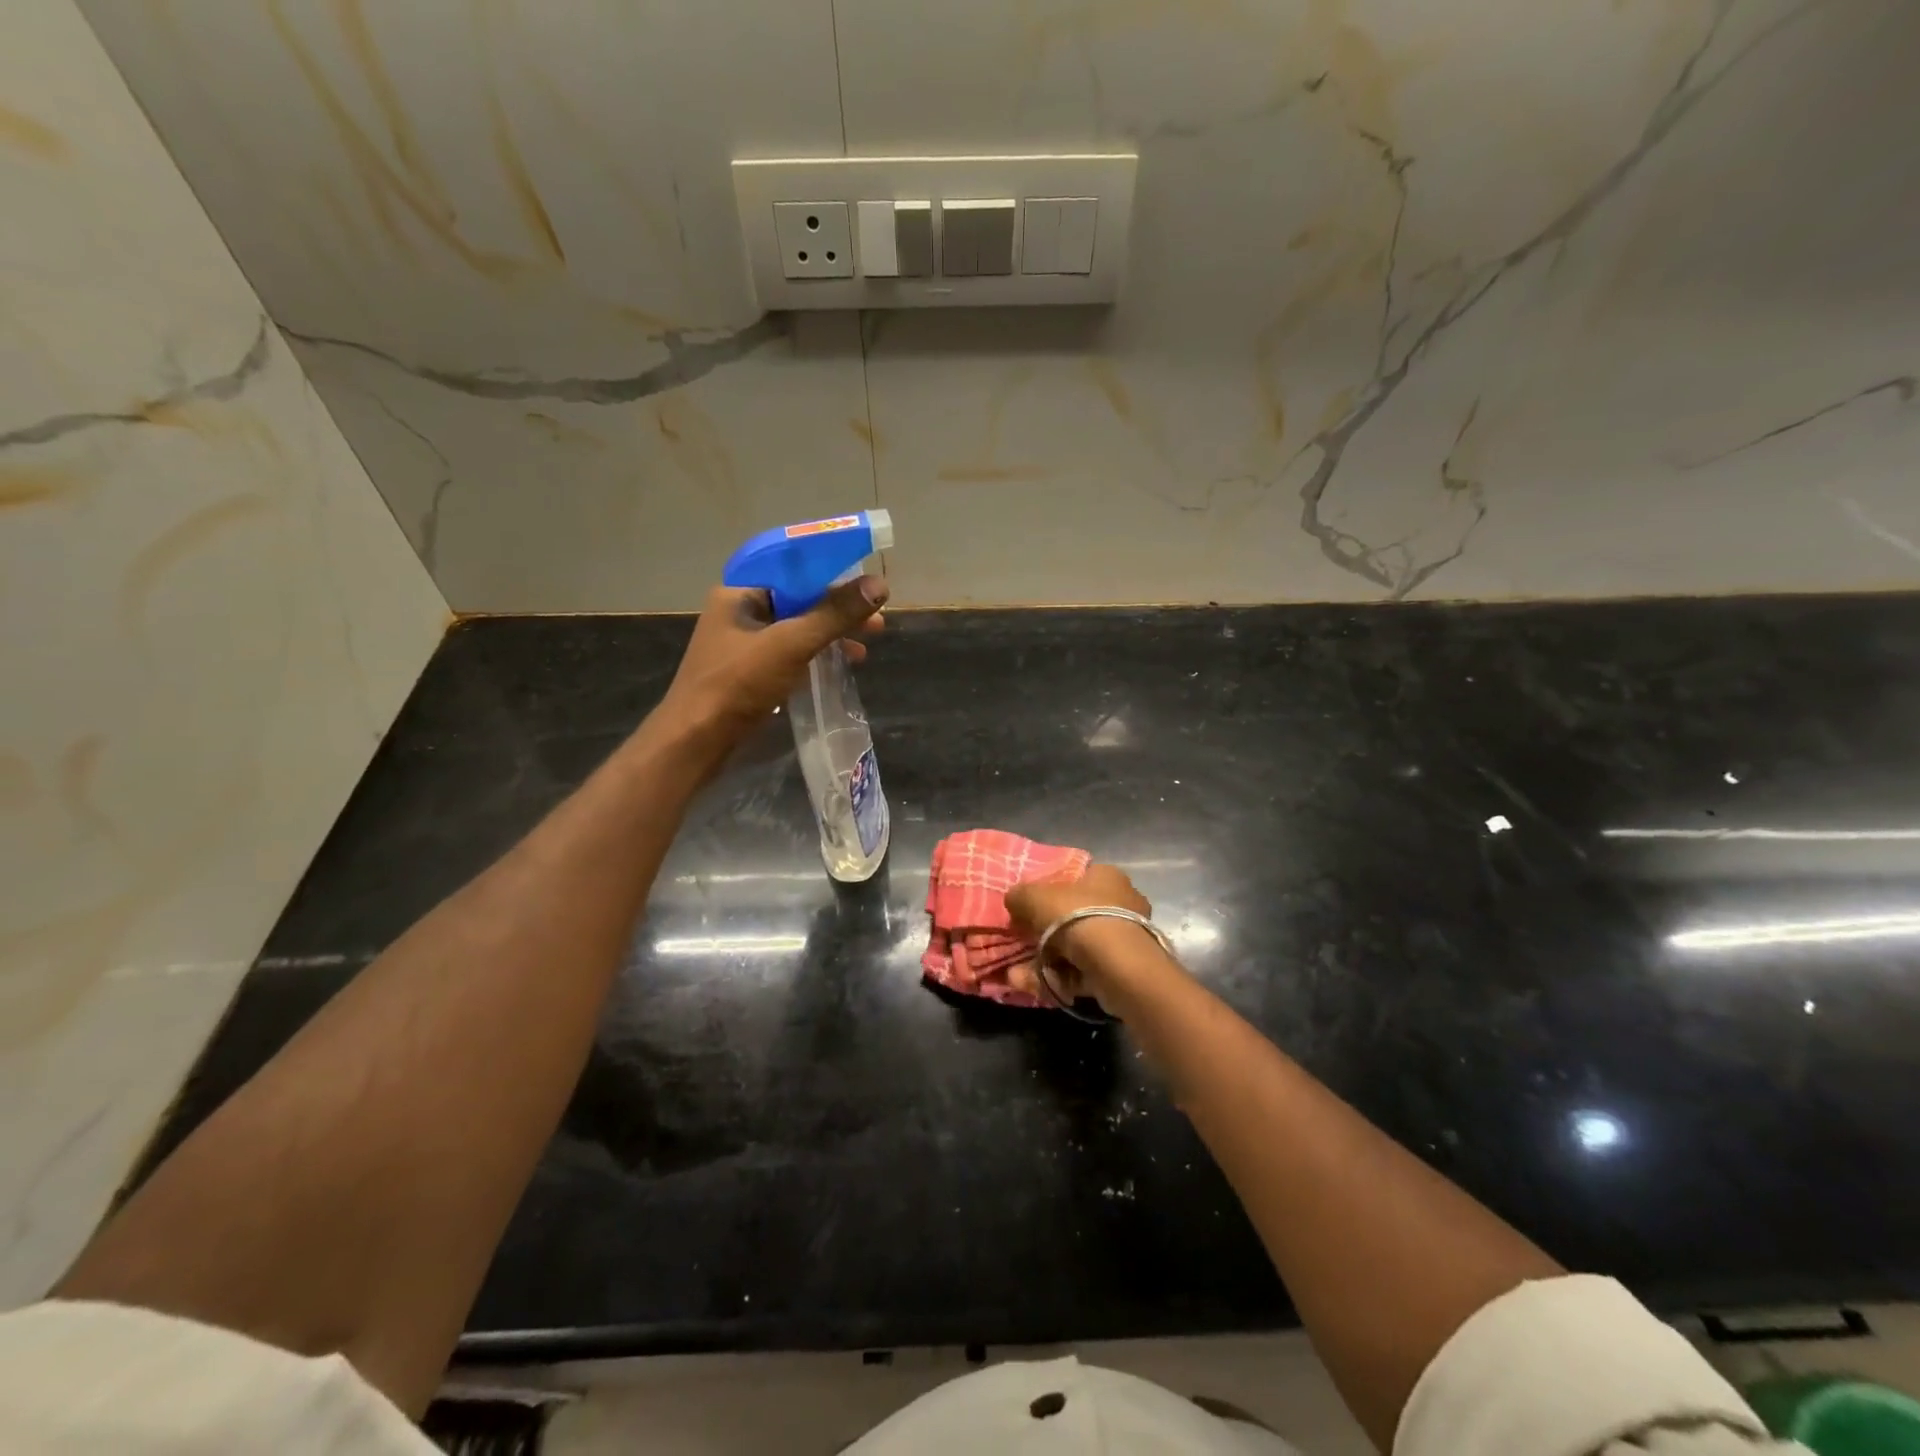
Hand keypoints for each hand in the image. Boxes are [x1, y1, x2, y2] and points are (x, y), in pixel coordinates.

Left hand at [660, 575, 888, 744]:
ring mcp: (745, 644)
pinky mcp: (751, 672)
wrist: (695, 741)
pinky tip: (840, 667)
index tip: (866, 579)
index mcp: (740, 592)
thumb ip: (834, 615)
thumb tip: (879, 585)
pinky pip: (791, 653)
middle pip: (798, 598)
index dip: (831, 569)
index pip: (792, 566)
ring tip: (865, 647)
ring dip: (831, 634)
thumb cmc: (738, 684)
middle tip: (876, 619)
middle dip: (838, 608)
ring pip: (797, 628)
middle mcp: (741, 612)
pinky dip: (817, 655)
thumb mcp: (791, 644)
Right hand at [1005, 863, 1153, 1005]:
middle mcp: (1123, 903)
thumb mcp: (1034, 897)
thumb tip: (1014, 900)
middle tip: (1022, 944)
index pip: (1076, 879)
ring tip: (1016, 975)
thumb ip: (1020, 895)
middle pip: (1075, 917)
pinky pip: (1083, 972)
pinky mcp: (1124, 971)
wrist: (1114, 963)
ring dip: (1044, 962)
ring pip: (1077, 949)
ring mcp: (1125, 939)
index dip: (1049, 893)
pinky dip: (1058, 979)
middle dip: (1044, 935)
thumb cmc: (1075, 916)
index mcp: (1106, 876)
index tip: (1028, 910)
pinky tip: (1033, 986)